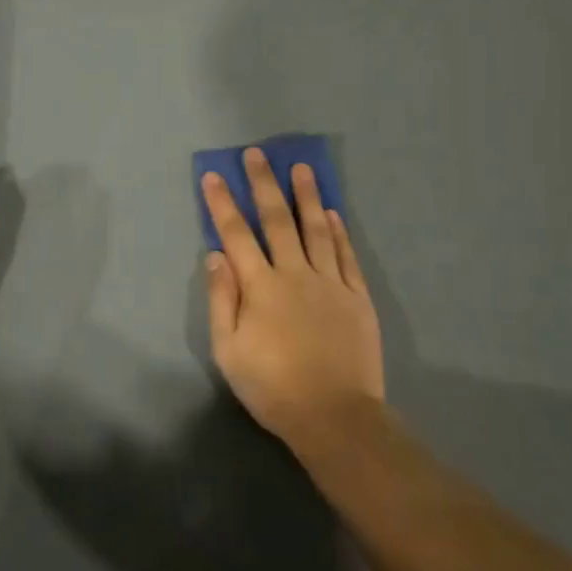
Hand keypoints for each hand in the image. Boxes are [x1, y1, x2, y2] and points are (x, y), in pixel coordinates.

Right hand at [201, 149, 383, 445]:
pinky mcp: (357, 297)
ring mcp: (330, 283)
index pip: (236, 235)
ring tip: (301, 168)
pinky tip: (332, 212)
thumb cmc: (272, 386)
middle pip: (277, 220)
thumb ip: (222, 299)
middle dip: (264, 184)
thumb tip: (215, 255)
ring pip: (316, 229)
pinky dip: (338, 231)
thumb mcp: (229, 350)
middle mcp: (295, 274)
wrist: (335, 416)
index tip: (215, 175)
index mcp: (260, 287)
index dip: (223, 203)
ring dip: (306, 196)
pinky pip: (346, 255)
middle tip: (257, 154)